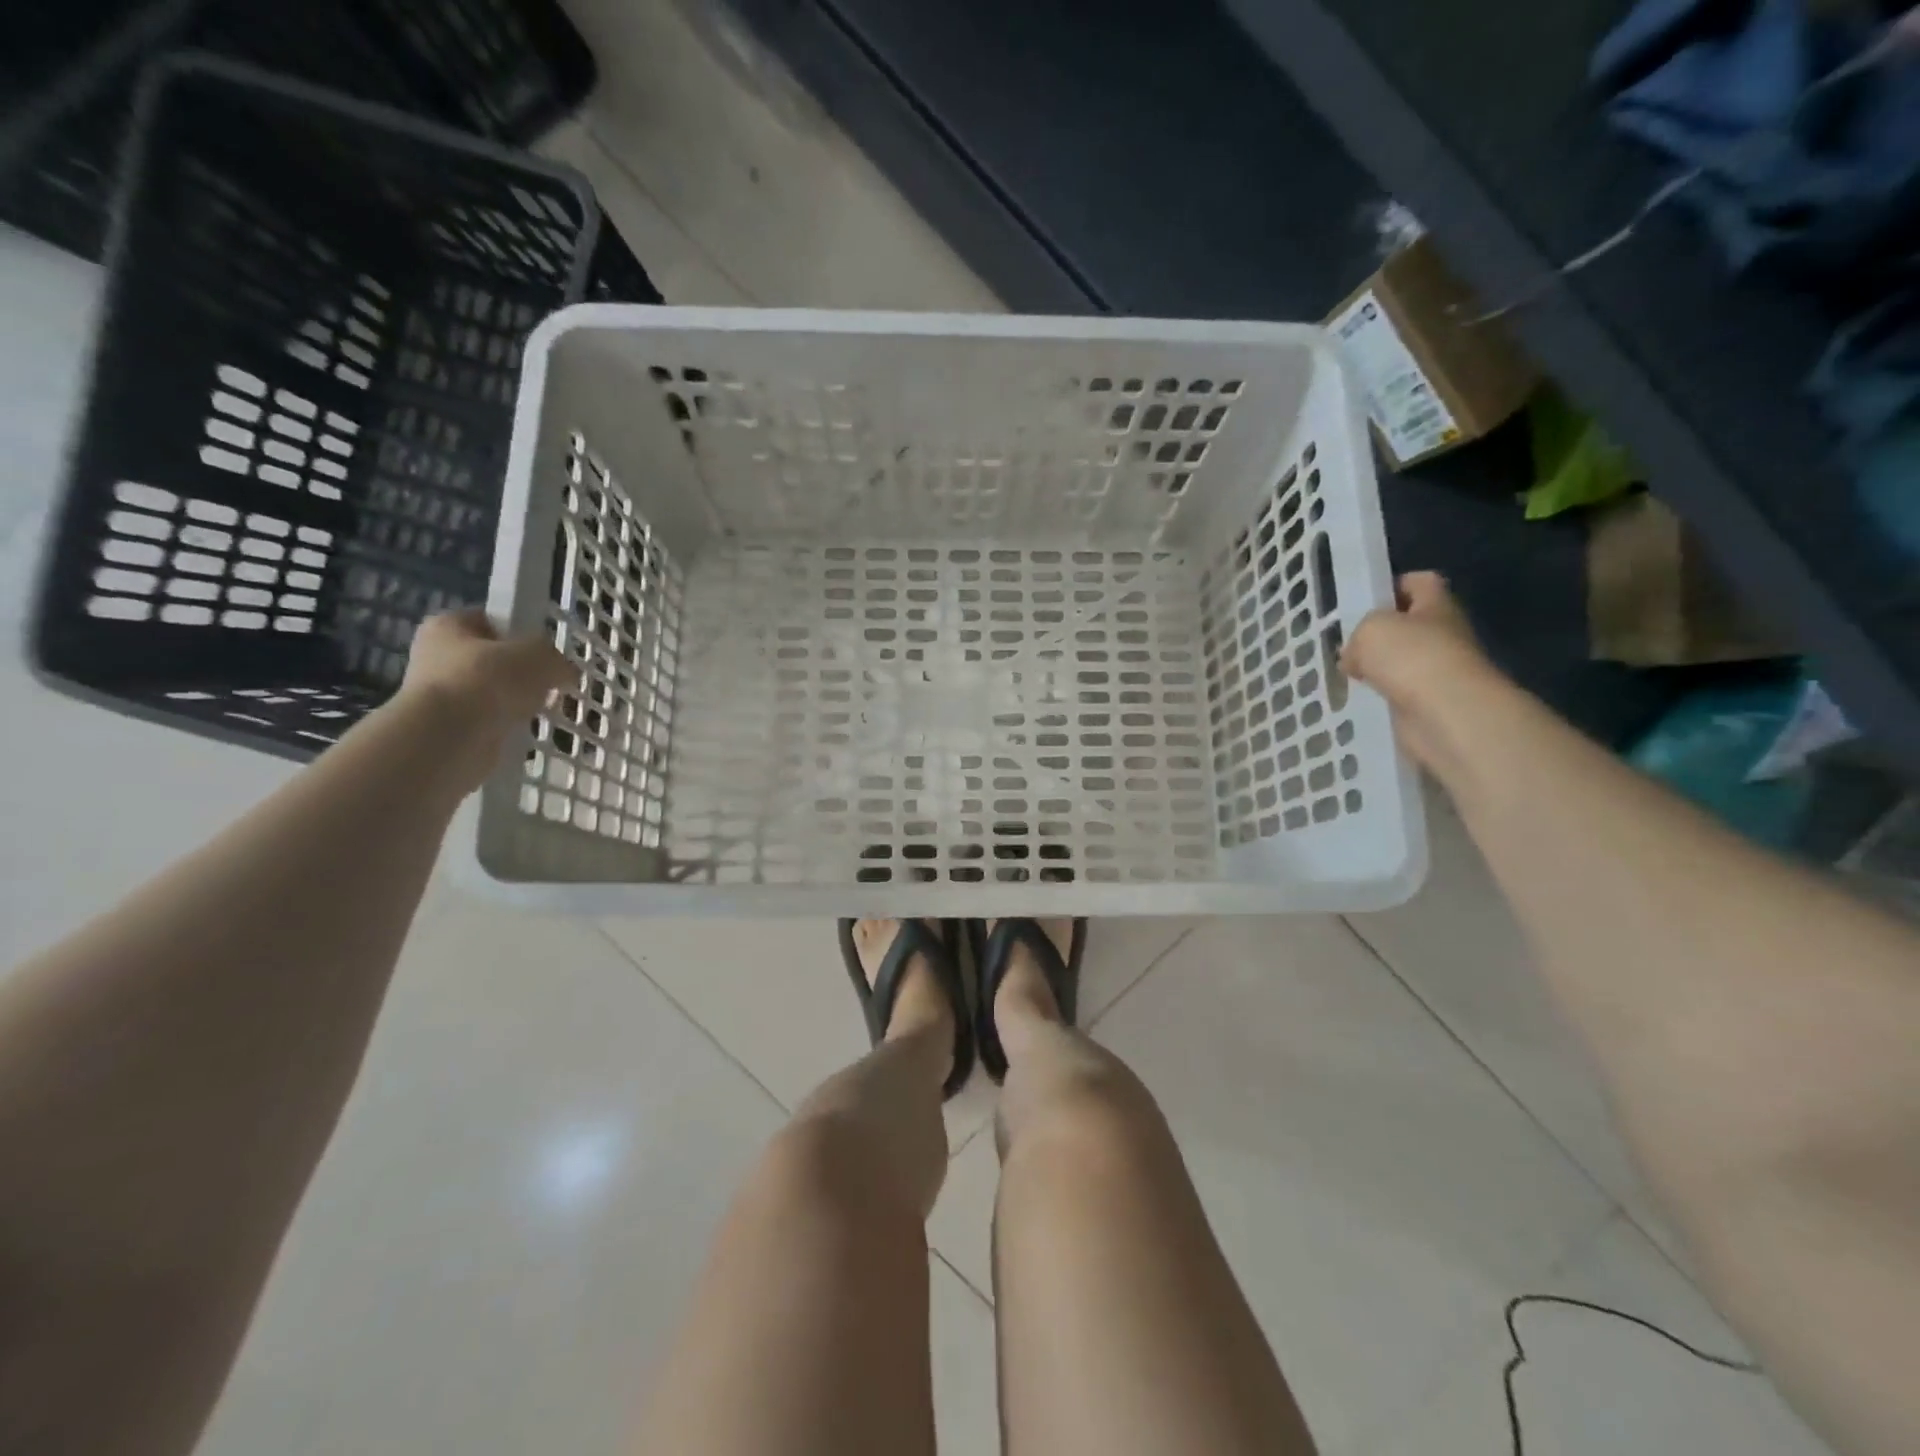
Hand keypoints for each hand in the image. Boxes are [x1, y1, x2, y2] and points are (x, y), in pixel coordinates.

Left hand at [397, 610, 577, 790]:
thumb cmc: (489, 680)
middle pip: (494, 660)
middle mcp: (437, 656)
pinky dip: (509, 726)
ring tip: (542, 710)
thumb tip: (565, 672)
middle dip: (524, 674)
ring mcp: (441, 694)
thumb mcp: (540, 656)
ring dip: (518, 702)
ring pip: (494, 693)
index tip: (546, 652)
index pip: (492, 621)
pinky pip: (491, 721)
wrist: (450, 737)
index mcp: (448, 625)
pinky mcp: (450, 728)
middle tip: (551, 684)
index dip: (522, 633)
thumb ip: (556, 659)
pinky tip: (526, 730)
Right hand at [1343, 572, 1504, 771]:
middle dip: (1378, 634)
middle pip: (1409, 625)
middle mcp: (1443, 634)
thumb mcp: (1370, 629)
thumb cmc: (1410, 657)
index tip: (1365, 600)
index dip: (1393, 586)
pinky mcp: (1430, 703)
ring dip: (1376, 668)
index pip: (1420, 583)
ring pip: (1401, 662)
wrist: (1445, 714)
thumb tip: (1354, 656)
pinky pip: (1398, 693)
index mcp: (1437, 605)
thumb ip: (1358, 634)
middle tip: (1346, 643)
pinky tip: (1359, 699)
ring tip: (1346, 673)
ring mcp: (1439, 671)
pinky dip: (1379, 695)